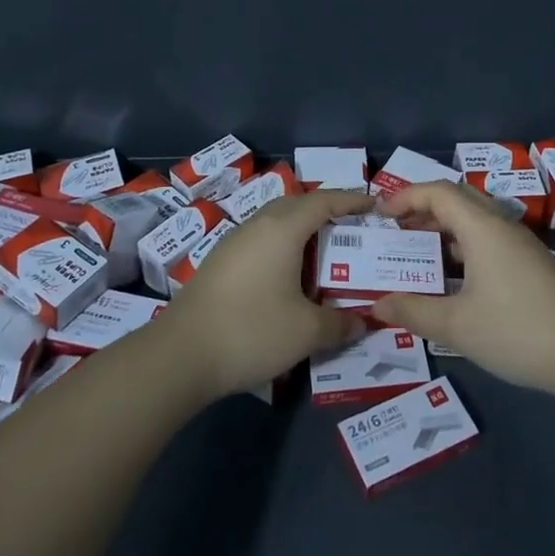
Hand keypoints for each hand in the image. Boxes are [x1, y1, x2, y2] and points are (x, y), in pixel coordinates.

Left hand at [162, 188, 371, 398]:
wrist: (179, 355)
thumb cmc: (251, 331)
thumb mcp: (306, 332)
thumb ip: (340, 324)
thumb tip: (362, 321)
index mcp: (283, 228)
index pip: (325, 201)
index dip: (352, 200)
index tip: (375, 205)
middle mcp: (257, 226)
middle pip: (298, 205)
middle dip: (327, 211)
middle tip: (352, 230)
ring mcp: (233, 243)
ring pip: (275, 223)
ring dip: (301, 231)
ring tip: (323, 254)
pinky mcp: (218, 263)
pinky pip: (260, 242)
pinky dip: (282, 248)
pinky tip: (287, 278)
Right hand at [370, 182, 554, 396]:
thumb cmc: (516, 331)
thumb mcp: (457, 325)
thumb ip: (413, 311)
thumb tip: (376, 305)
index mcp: (482, 228)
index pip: (438, 192)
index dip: (406, 196)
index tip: (380, 214)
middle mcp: (502, 226)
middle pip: (458, 200)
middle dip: (423, 209)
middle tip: (396, 231)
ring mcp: (521, 245)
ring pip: (476, 221)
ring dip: (445, 229)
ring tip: (419, 254)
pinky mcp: (533, 265)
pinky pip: (490, 240)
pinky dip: (464, 247)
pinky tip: (455, 280)